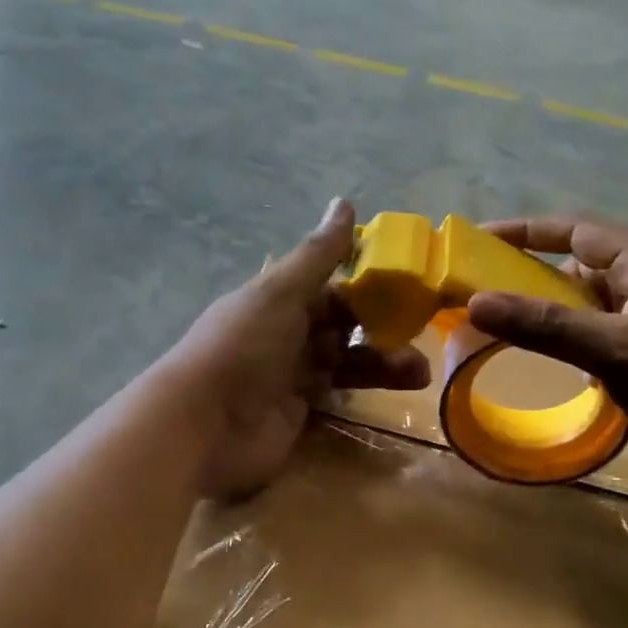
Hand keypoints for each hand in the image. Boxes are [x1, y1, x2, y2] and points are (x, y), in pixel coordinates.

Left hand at [161, 200, 429, 499]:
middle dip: (382, 326)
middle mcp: (286, 335)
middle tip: (423, 331)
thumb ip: (317, 255)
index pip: (330, 286)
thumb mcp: (280, 293)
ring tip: (420, 371)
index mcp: (278, 300)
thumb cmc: (243, 347)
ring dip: (384, 362)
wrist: (204, 425)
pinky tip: (401, 391)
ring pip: (347, 361)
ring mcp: (292, 377)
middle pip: (343, 325)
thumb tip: (345, 202)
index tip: (410, 283)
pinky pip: (340, 395)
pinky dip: (369, 392)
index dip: (367, 283)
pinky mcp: (300, 414)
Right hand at [466, 217, 627, 485]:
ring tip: (505, 332)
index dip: (523, 232)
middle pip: (578, 266)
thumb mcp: (615, 349)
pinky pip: (604, 334)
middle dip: (531, 279)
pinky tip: (556, 366)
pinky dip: (575, 342)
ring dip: (553, 316)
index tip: (476, 241)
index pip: (574, 229)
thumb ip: (544, 325)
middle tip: (481, 297)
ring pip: (590, 305)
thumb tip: (475, 302)